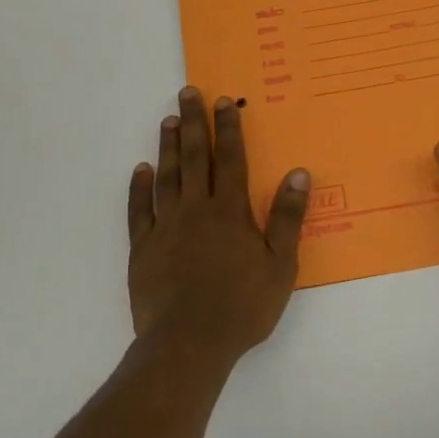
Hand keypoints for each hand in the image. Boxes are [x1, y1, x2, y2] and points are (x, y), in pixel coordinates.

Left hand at [127, 87, 311, 364]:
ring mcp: (165, 227)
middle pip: (194, 158)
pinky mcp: (143, 249)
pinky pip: (140, 211)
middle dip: (192, 123)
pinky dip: (139, 188)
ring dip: (167, 147)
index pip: (230, 159)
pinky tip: (140, 171)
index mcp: (229, 212)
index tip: (224, 102)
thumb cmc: (242, 306)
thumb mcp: (280, 265)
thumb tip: (299, 173)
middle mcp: (196, 210)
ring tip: (167, 121)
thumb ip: (287, 217)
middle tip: (187, 93)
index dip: (227, 129)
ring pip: (166, 177)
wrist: (189, 344)